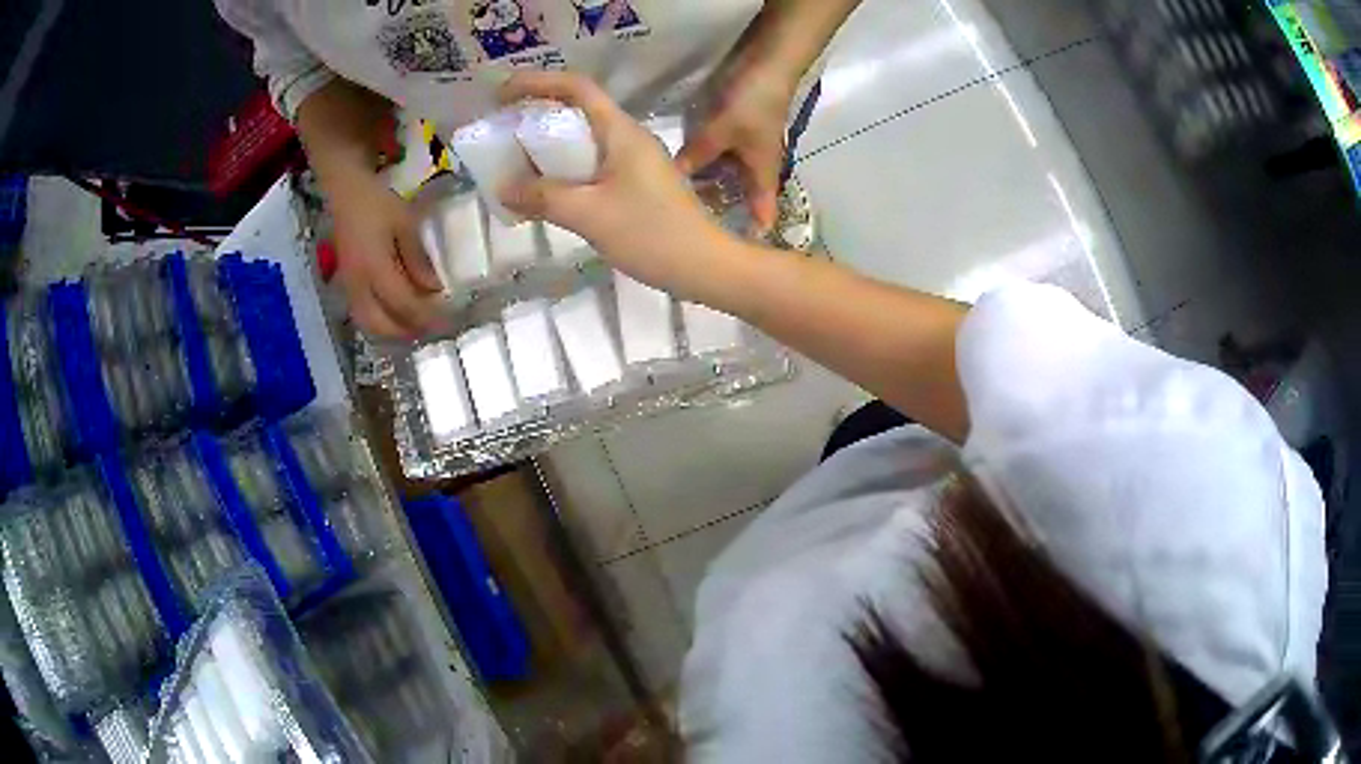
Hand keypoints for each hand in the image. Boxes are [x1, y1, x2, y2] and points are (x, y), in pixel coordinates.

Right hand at [327, 173, 442, 337]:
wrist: (344, 191)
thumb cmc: (377, 202)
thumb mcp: (405, 224)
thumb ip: (418, 259)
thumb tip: (434, 289)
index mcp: (375, 268)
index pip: (403, 304)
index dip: (426, 317)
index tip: (447, 321)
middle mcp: (358, 284)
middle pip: (381, 324)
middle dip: (407, 331)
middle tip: (431, 328)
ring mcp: (348, 286)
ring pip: (368, 324)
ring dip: (392, 331)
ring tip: (415, 326)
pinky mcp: (345, 283)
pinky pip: (361, 314)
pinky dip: (380, 322)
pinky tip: (395, 315)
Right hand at [498, 72, 737, 299]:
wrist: (703, 266)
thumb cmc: (650, 233)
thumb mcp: (588, 214)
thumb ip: (542, 197)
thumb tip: (504, 188)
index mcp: (621, 131)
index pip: (577, 89)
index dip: (537, 84)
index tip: (501, 95)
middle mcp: (628, 138)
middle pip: (577, 113)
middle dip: (537, 118)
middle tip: (502, 135)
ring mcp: (635, 161)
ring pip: (584, 142)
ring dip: (549, 149)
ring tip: (514, 165)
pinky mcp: (637, 184)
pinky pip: (592, 167)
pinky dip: (564, 172)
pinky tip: (546, 194)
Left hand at [676, 63, 797, 233]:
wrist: (766, 64)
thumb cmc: (752, 102)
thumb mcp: (721, 132)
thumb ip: (695, 156)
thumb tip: (667, 183)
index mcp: (761, 175)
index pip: (761, 214)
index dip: (751, 240)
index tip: (730, 267)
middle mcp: (753, 169)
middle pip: (736, 201)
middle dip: (716, 220)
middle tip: (683, 243)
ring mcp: (743, 152)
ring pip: (721, 181)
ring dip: (703, 193)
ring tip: (669, 216)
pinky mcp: (731, 136)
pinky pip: (711, 161)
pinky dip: (697, 169)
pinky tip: (672, 176)